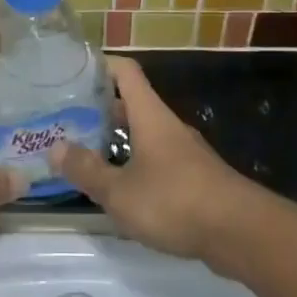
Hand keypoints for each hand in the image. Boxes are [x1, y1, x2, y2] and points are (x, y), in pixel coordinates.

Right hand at [49, 57, 261, 268]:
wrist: (241, 233)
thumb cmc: (175, 201)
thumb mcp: (120, 192)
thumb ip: (87, 170)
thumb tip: (55, 148)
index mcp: (150, 116)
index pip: (125, 71)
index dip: (100, 64)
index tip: (73, 70)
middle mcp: (168, 126)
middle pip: (133, 103)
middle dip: (101, 107)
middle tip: (68, 117)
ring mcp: (185, 152)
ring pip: (145, 133)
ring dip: (118, 138)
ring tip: (87, 152)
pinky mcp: (196, 178)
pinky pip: (158, 159)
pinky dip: (136, 163)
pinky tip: (122, 187)